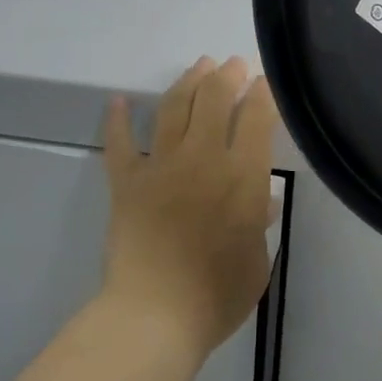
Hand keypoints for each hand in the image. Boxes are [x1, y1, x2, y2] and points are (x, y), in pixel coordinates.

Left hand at [102, 57, 278, 354]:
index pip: (256, 119)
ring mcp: (161, 166)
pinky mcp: (127, 182)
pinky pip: (119, 144)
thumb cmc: (216, 296)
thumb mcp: (257, 262)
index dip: (263, 94)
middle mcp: (203, 159)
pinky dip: (117, 120)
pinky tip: (118, 101)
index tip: (264, 81)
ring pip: (173, 109)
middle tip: (232, 63)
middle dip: (226, 75)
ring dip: (187, 82)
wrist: (154, 316)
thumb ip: (259, 225)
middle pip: (214, 100)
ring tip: (198, 65)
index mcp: (242, 177)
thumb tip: (262, 200)